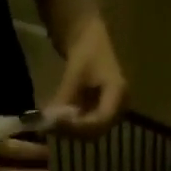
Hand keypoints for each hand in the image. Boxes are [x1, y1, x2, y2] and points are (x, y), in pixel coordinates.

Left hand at [47, 18, 126, 136]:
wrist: (91, 39)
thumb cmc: (86, 50)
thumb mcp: (74, 73)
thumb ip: (64, 97)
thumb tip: (50, 119)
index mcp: (118, 93)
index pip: (101, 119)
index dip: (80, 126)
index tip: (58, 124)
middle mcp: (120, 107)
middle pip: (97, 129)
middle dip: (74, 131)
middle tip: (51, 127)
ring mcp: (113, 111)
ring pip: (92, 131)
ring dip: (72, 131)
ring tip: (52, 124)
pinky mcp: (103, 112)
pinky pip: (88, 125)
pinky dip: (73, 125)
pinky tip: (58, 121)